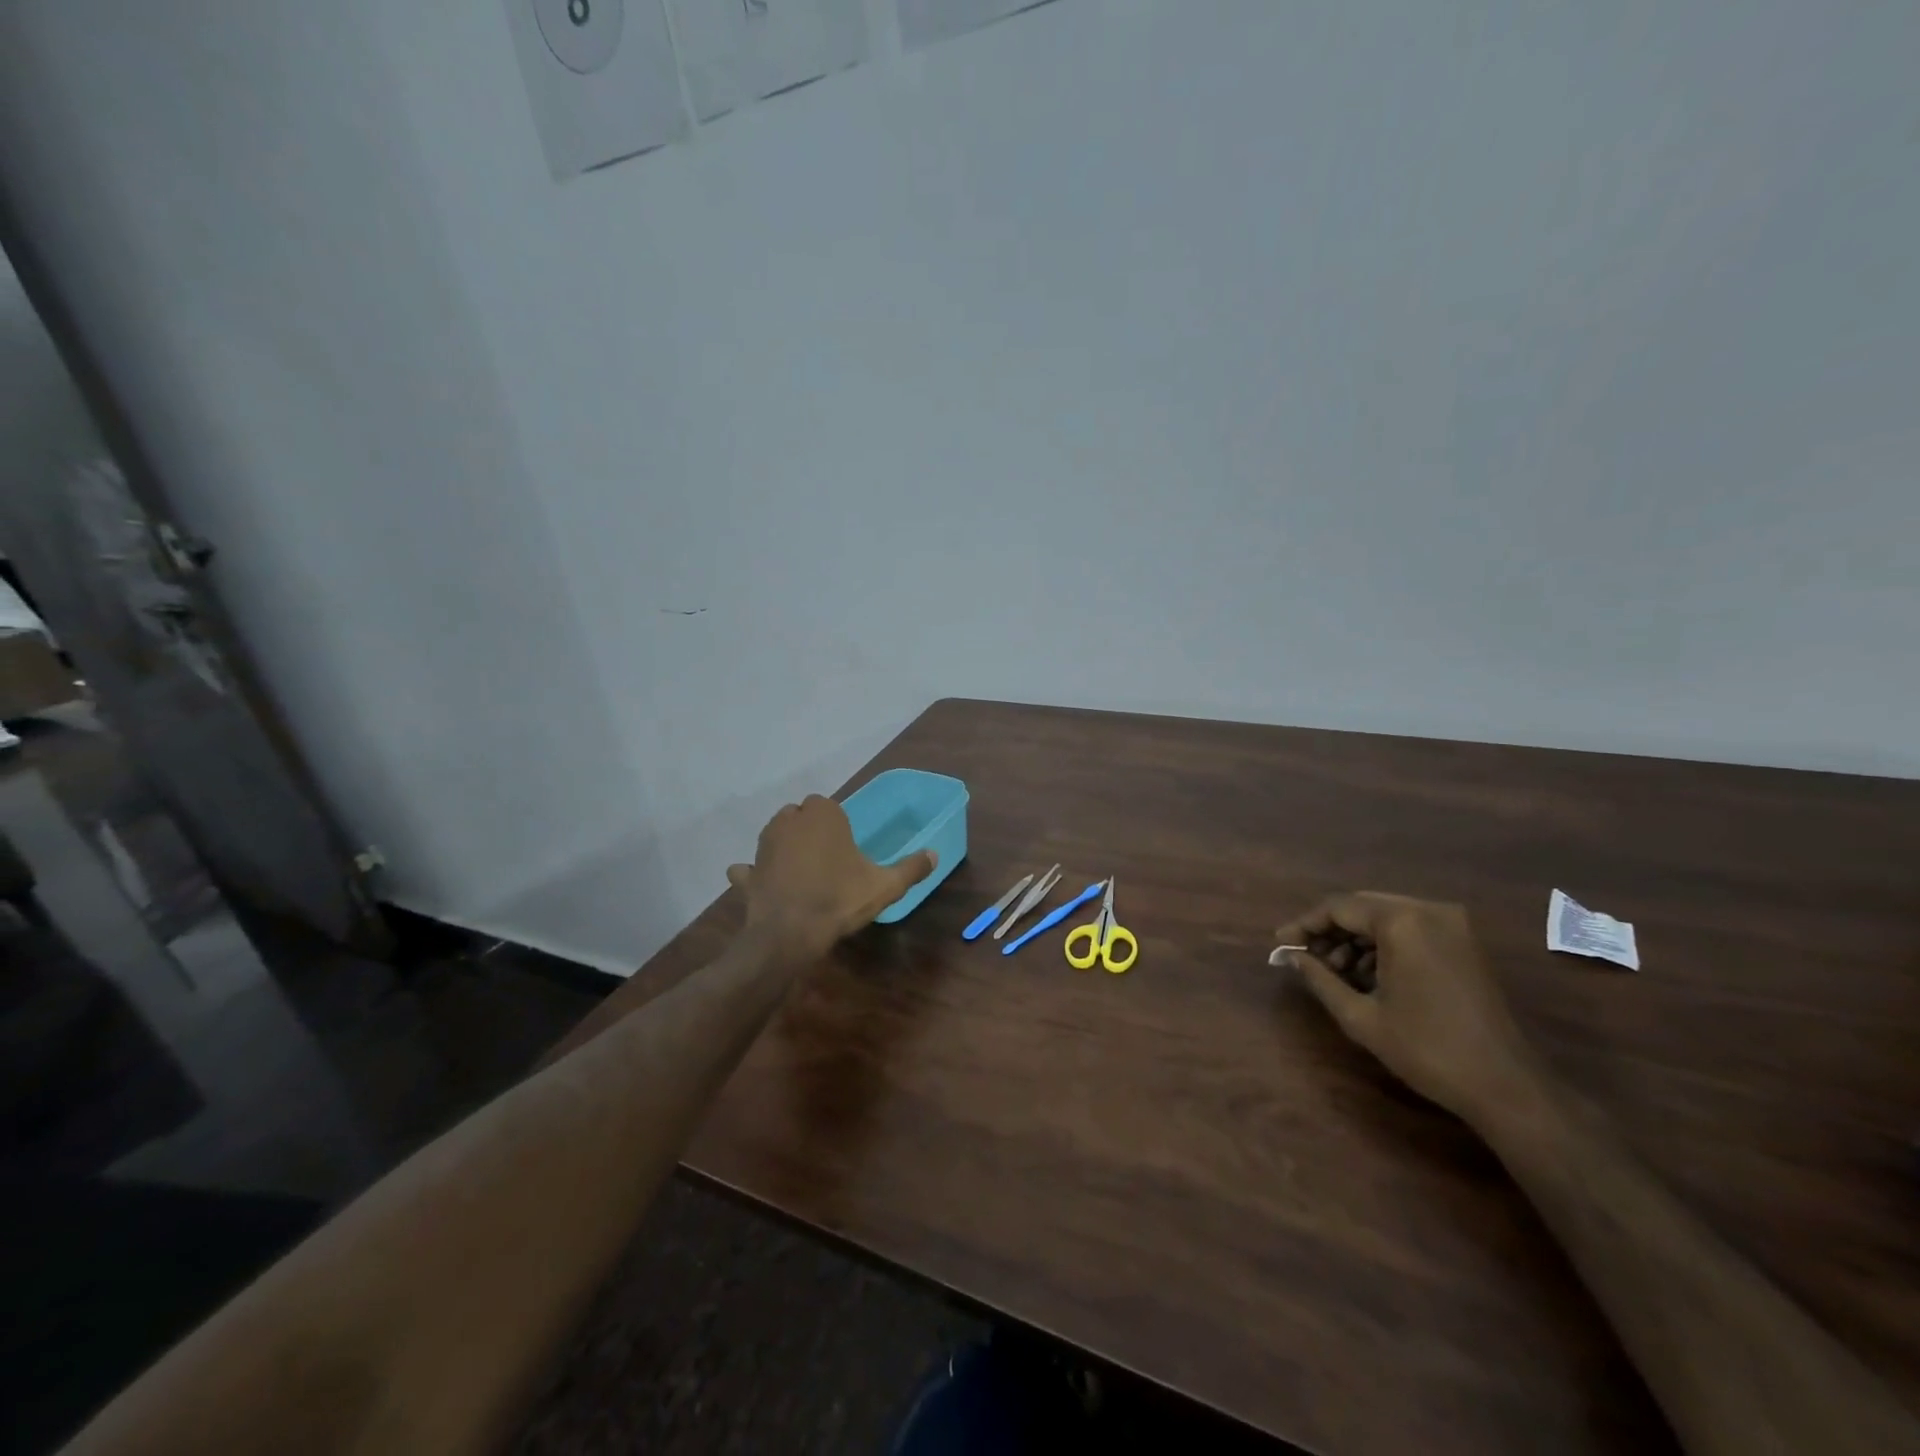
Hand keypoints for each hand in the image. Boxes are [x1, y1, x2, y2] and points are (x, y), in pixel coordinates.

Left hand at [727, 795, 936, 962]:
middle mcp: (790, 821)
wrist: (790, 933)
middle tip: (829, 860)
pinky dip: (755, 873)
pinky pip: (750, 868)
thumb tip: (935, 854)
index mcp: (823, 815)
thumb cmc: (840, 899)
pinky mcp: (749, 871)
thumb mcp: (885, 886)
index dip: (837, 825)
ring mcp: (764, 845)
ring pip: (776, 836)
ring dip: (785, 847)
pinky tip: (763, 885)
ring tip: (803, 872)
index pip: (829, 806)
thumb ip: (911, 868)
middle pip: (801, 817)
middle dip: (811, 831)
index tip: (847, 848)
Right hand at [1275, 893, 1543, 1126]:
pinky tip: (1366, 974)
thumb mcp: (1361, 1017)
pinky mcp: (1464, 944)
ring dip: (1355, 939)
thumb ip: (1321, 979)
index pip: (1338, 907)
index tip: (1281, 944)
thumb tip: (1294, 957)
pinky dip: (1383, 945)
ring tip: (1333, 971)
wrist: (1506, 1086)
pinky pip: (1410, 930)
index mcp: (1402, 922)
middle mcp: (1429, 911)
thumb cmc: (1427, 1049)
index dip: (1305, 925)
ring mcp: (1452, 925)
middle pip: (1362, 907)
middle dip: (1329, 930)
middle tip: (1304, 957)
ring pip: (1385, 917)